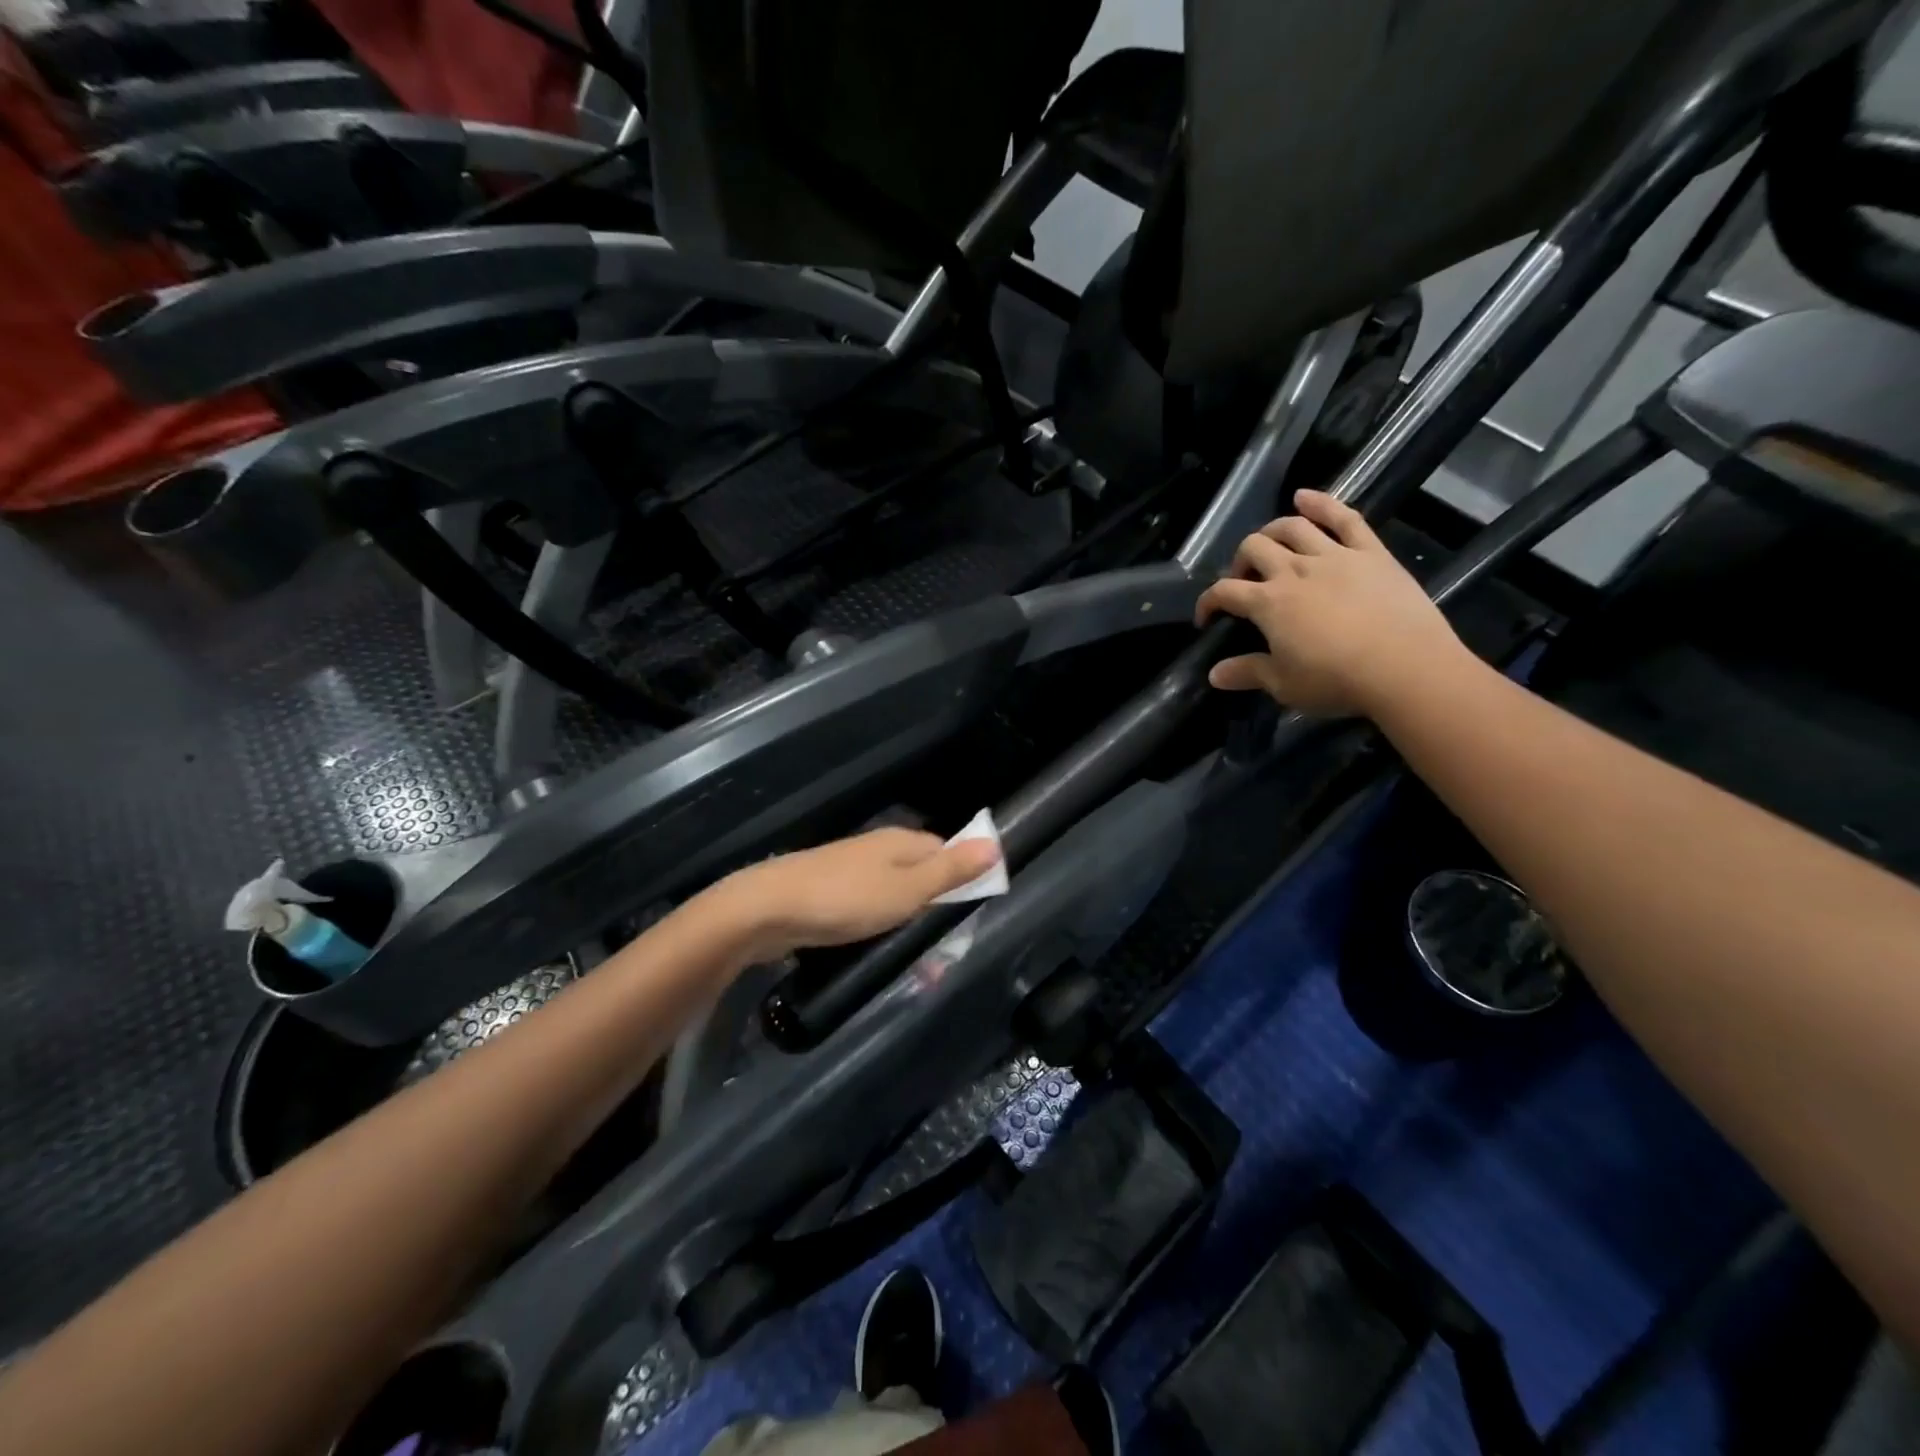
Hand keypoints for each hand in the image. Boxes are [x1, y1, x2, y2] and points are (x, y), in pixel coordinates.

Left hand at [723, 827, 1000, 961]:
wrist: (765, 910)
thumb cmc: (845, 900)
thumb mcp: (907, 890)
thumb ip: (950, 871)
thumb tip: (995, 843)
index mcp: (900, 841)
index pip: (946, 848)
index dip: (962, 874)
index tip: (972, 909)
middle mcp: (876, 848)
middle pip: (920, 870)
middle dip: (935, 902)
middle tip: (944, 944)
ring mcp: (849, 869)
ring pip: (892, 890)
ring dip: (907, 919)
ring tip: (915, 956)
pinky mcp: (827, 892)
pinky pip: (866, 906)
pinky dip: (878, 924)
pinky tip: (875, 945)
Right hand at [1193, 488, 1471, 717]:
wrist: (1406, 668)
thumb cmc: (1336, 681)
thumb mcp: (1284, 685)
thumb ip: (1247, 673)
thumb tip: (1214, 674)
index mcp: (1268, 603)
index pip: (1224, 592)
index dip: (1208, 602)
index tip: (1206, 618)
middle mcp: (1294, 570)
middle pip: (1254, 549)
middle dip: (1240, 562)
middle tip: (1244, 581)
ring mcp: (1334, 556)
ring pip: (1292, 527)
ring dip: (1272, 530)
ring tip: (1268, 542)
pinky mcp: (1370, 553)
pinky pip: (1345, 518)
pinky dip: (1322, 503)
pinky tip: (1304, 496)